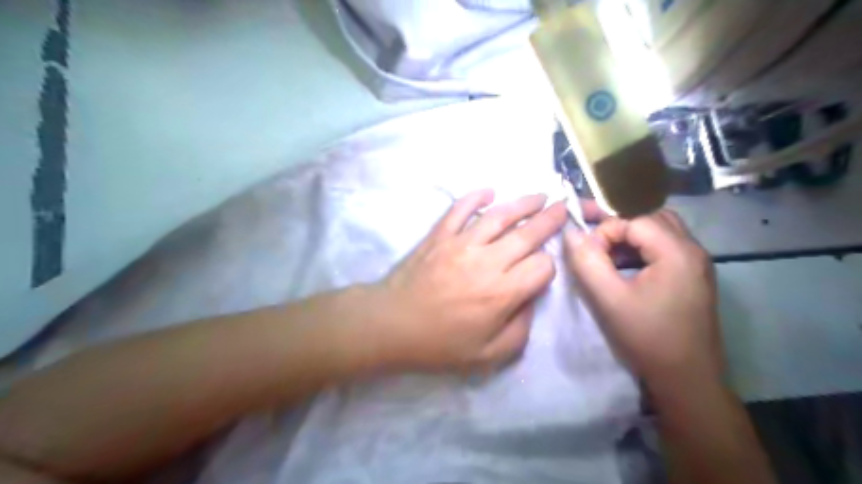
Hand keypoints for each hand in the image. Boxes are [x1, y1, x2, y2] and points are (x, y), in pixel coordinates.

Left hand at [366, 189, 570, 370]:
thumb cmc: (438, 344)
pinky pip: (460, 208)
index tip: (541, 271)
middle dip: (550, 220)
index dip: (548, 267)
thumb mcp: (486, 356)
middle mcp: (487, 261)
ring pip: (499, 215)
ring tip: (539, 195)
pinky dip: (475, 197)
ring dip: (523, 203)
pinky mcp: (439, 235)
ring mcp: (461, 243)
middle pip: (528, 234)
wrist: (390, 324)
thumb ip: (519, 331)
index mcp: (501, 292)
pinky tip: (489, 191)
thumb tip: (530, 300)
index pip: (541, 267)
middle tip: (563, 206)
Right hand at [563, 209, 722, 388]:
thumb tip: (571, 233)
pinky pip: (666, 248)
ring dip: (632, 237)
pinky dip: (643, 249)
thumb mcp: (609, 300)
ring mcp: (698, 264)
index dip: (606, 232)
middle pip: (651, 218)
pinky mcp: (695, 277)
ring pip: (660, 231)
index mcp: (677, 252)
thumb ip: (587, 262)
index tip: (589, 255)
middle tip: (596, 245)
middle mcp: (693, 250)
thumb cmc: (647, 338)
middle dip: (619, 228)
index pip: (634, 220)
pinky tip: (627, 269)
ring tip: (609, 256)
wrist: (687, 379)